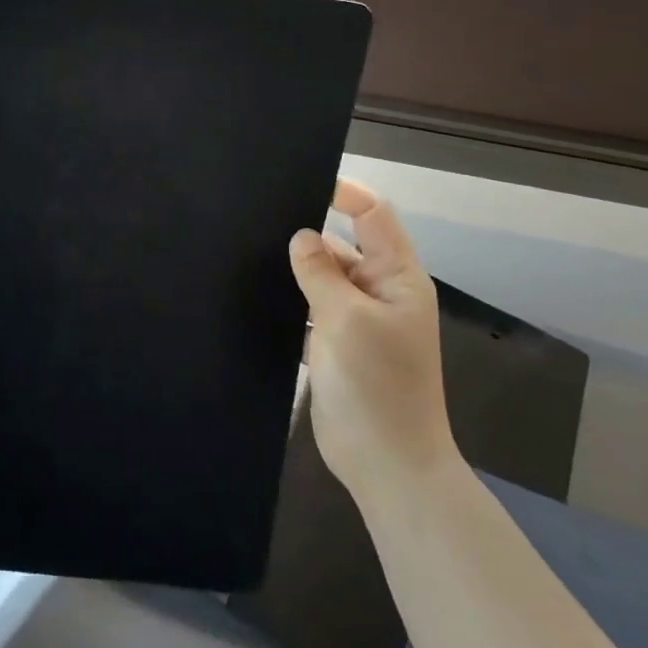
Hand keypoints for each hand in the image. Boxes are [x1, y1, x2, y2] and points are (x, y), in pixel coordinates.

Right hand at [288, 179, 455, 498]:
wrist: (388, 464)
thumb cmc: (376, 385)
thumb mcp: (345, 319)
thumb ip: (320, 272)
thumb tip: (302, 236)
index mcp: (397, 277)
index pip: (374, 215)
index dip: (344, 193)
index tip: (299, 182)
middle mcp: (380, 292)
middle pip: (344, 245)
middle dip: (309, 233)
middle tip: (259, 218)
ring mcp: (359, 321)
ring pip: (325, 279)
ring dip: (297, 270)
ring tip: (250, 251)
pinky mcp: (338, 346)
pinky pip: (314, 309)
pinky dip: (293, 301)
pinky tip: (258, 293)